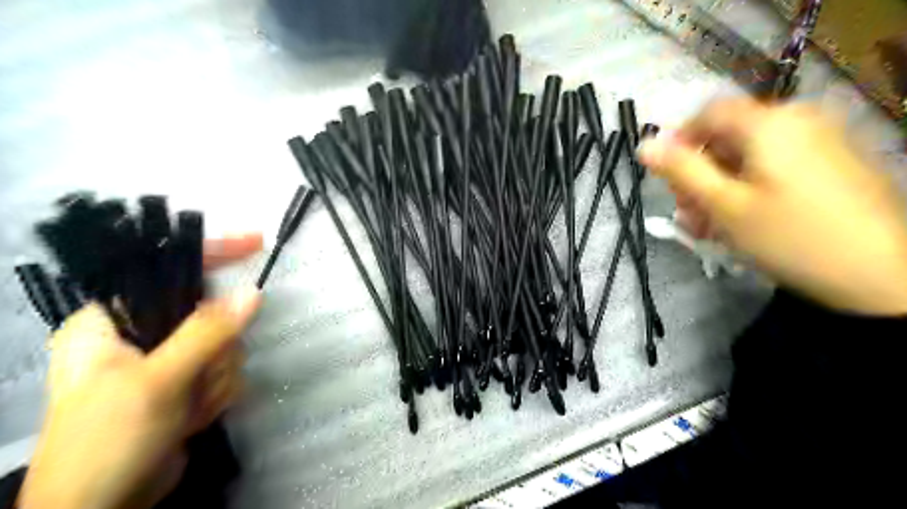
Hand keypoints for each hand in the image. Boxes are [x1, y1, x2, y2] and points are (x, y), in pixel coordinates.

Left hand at [20, 234, 264, 508]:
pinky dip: (216, 395)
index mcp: (112, 321)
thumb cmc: (106, 440)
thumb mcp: (156, 381)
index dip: (212, 253)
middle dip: (214, 351)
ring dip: (215, 379)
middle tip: (194, 379)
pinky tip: (191, 418)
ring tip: (185, 408)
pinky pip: (225, 371)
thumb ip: (206, 333)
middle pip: (211, 313)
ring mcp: (169, 360)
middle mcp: (143, 334)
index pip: (166, 270)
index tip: (255, 242)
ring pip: (225, 346)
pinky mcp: (188, 383)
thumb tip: (253, 293)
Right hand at [636, 95, 905, 312]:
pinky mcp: (831, 164)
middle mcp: (796, 120)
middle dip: (698, 172)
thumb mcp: (724, 204)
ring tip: (710, 226)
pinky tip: (741, 221)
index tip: (666, 178)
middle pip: (727, 136)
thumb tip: (644, 145)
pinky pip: (774, 166)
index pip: (708, 112)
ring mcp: (819, 141)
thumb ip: (681, 170)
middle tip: (687, 212)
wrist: (882, 274)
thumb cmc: (789, 236)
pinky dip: (748, 188)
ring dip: (719, 186)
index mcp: (769, 123)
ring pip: (748, 155)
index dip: (679, 140)